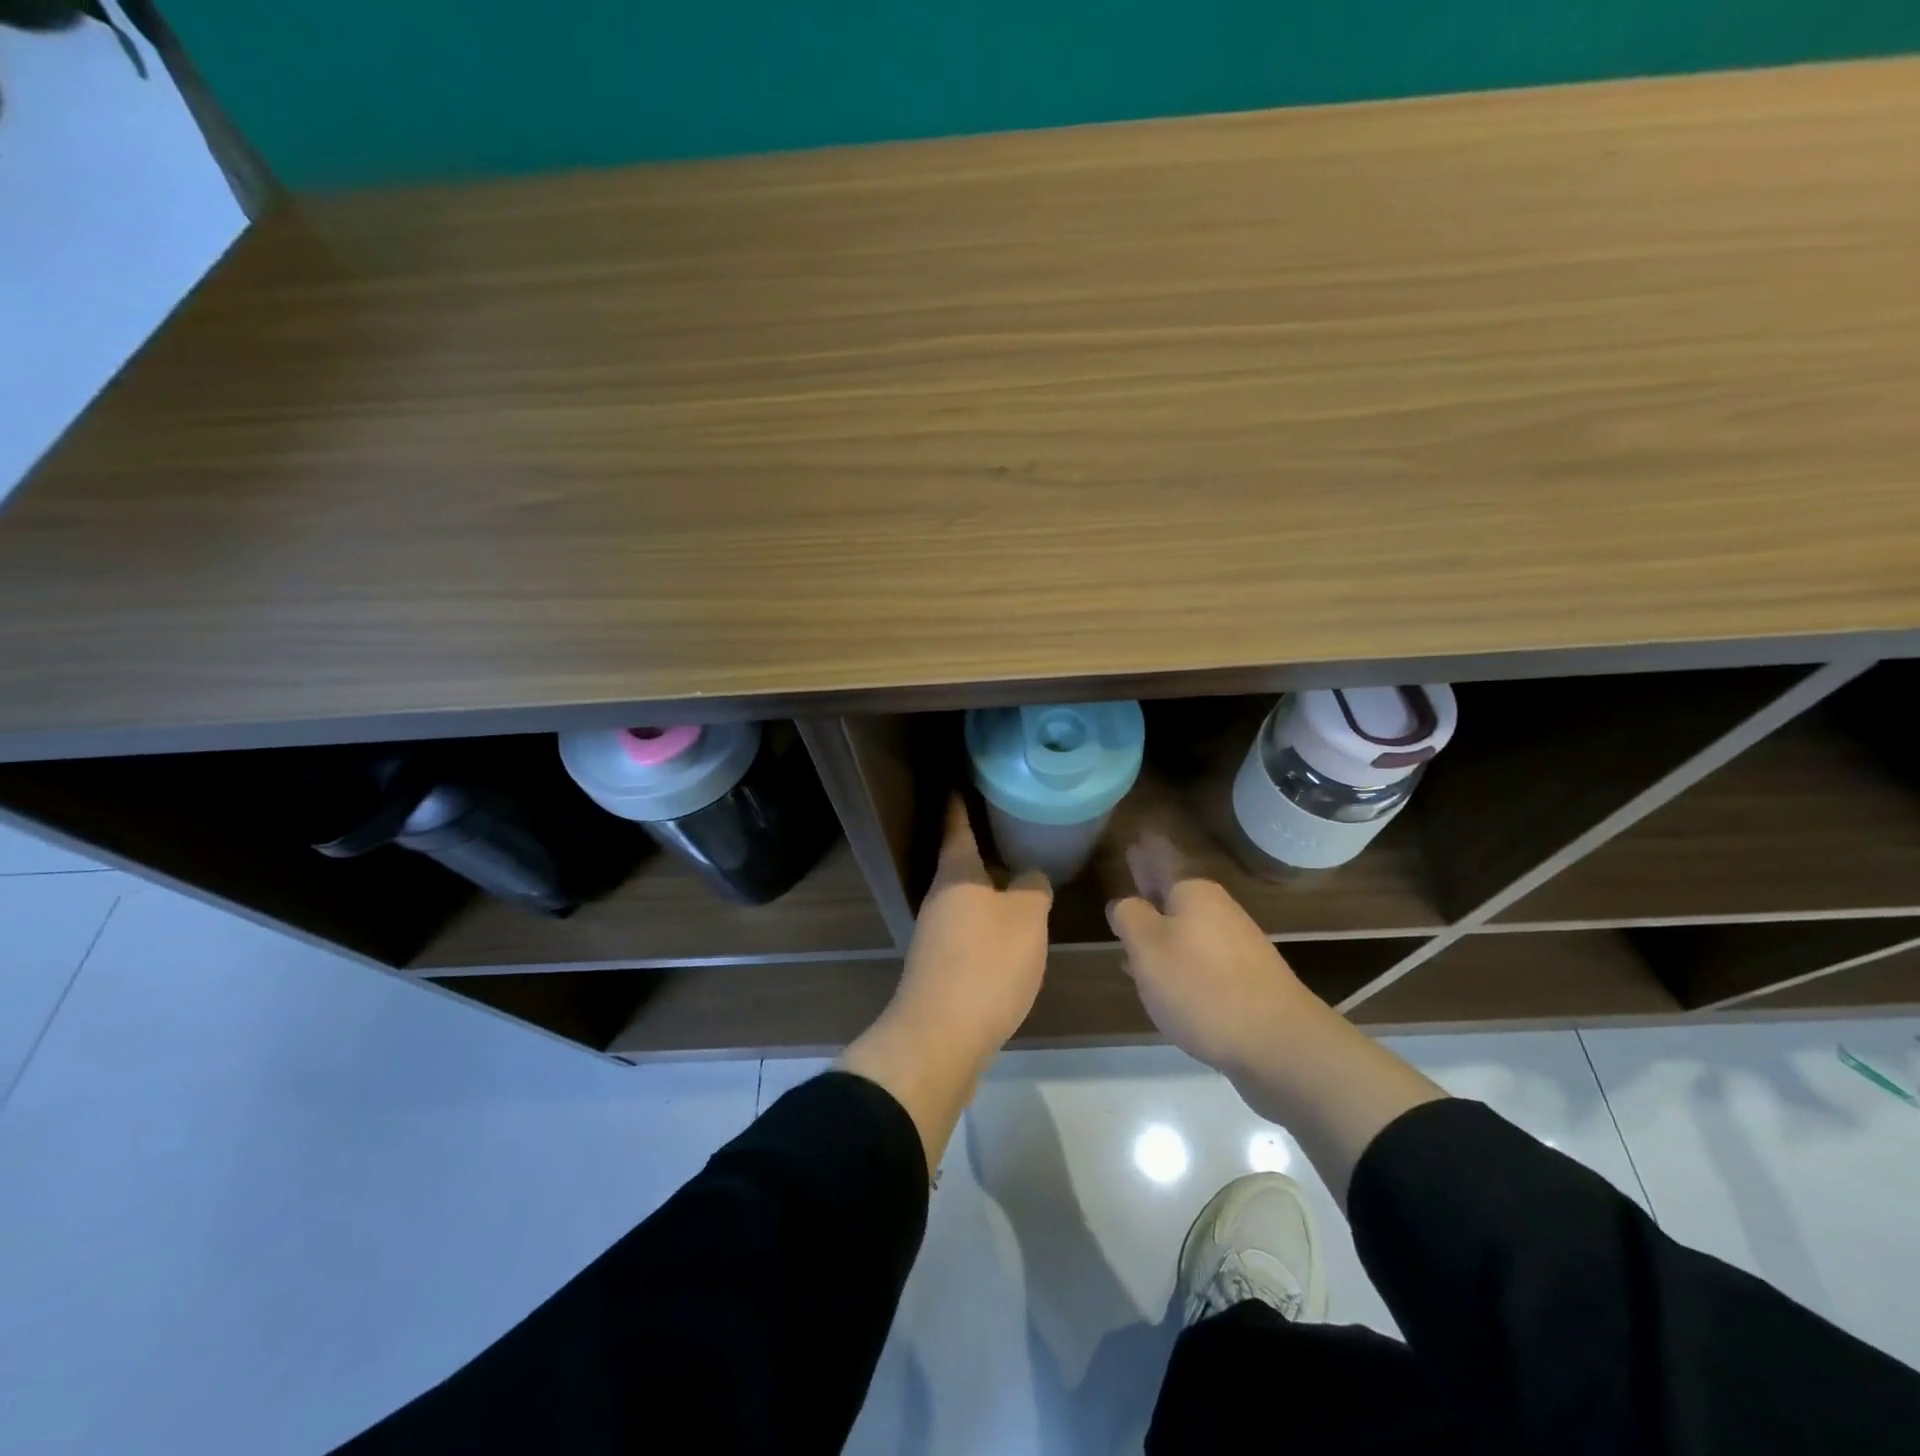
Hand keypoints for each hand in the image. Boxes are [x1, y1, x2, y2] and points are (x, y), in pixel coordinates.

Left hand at [890, 798, 1052, 1056]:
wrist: (941, 1036)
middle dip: (983, 849)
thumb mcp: (1025, 918)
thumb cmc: (986, 963)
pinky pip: (968, 930)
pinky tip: (1010, 934)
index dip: (960, 802)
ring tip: (1020, 882)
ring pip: (966, 899)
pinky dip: (988, 922)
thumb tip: (1030, 877)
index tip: (959, 780)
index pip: (956, 826)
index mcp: (956, 875)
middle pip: (961, 864)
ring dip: (989, 890)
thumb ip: (1031, 889)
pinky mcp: (939, 965)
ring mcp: (935, 934)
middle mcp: (939, 898)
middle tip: (1012, 832)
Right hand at [1106, 834, 1326, 1077]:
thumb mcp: (1147, 947)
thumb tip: (1124, 903)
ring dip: (1161, 925)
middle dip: (1152, 883)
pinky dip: (1178, 957)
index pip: (1163, 859)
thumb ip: (1129, 917)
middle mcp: (1218, 910)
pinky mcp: (1246, 980)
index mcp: (1193, 893)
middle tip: (1133, 867)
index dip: (1147, 850)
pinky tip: (1164, 977)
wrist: (1280, 1044)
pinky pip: (1200, 956)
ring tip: (1135, 929)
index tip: (1139, 834)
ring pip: (1187, 926)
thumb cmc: (1202, 986)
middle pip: (1176, 890)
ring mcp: (1236, 945)